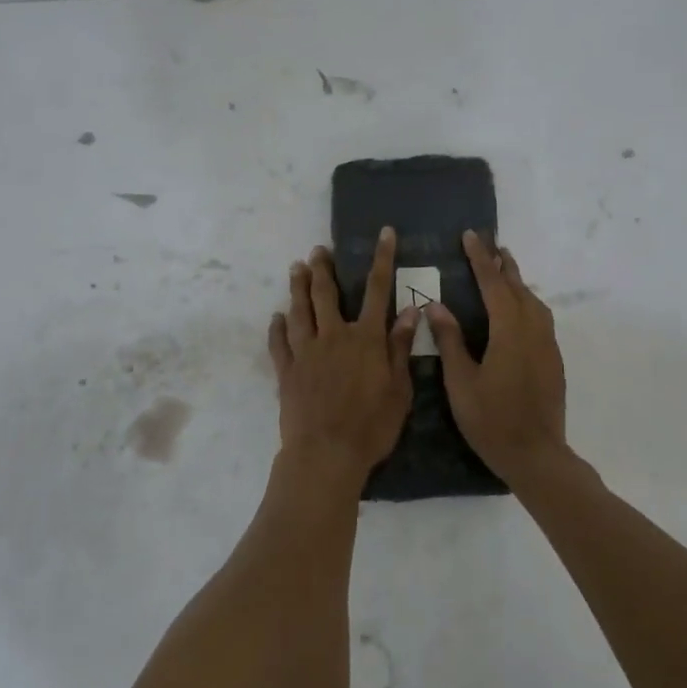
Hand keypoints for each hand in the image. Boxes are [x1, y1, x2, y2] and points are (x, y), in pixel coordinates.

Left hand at [268, 228, 419, 494]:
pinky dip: (277, 327)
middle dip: (323, 268)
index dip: (382, 259)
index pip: (377, 290)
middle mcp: (334, 336)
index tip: (384, 233)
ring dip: (297, 287)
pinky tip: (276, 317)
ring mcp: (306, 352)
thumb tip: (410, 310)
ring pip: (300, 311)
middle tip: (317, 250)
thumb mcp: (399, 389)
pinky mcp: (286, 371)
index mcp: (366, 339)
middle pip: (327, 294)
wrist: (326, 453)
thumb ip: (400, 348)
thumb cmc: (372, 426)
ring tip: (296, 267)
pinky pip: (279, 343)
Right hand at [426, 231, 570, 486]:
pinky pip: (540, 318)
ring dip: (517, 282)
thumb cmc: (491, 420)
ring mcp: (547, 346)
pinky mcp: (553, 360)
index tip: (470, 236)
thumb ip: (450, 341)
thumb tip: (436, 305)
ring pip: (534, 302)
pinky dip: (526, 303)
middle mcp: (533, 331)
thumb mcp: (460, 382)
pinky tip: (517, 310)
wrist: (536, 456)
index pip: (493, 285)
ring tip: (503, 270)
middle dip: (502, 265)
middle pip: (518, 288)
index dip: (480, 259)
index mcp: (509, 332)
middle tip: (489, 244)